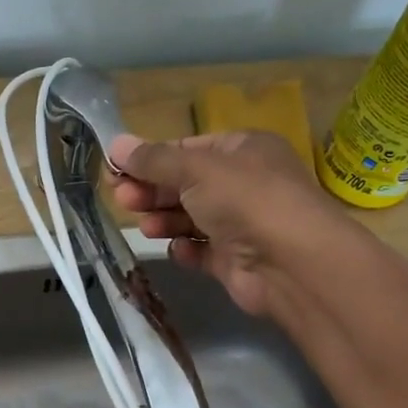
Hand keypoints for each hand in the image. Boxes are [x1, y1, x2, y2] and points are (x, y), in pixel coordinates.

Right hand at [107, 130, 327, 317]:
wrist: (291, 263)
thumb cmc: (245, 199)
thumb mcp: (195, 168)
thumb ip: (153, 160)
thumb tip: (115, 144)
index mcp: (242, 150)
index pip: (188, 149)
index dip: (152, 159)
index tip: (117, 171)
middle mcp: (244, 183)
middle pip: (186, 184)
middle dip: (153, 191)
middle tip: (123, 199)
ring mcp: (242, 223)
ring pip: (191, 217)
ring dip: (165, 219)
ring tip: (146, 226)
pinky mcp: (236, 259)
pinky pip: (202, 250)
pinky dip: (187, 249)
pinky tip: (177, 249)